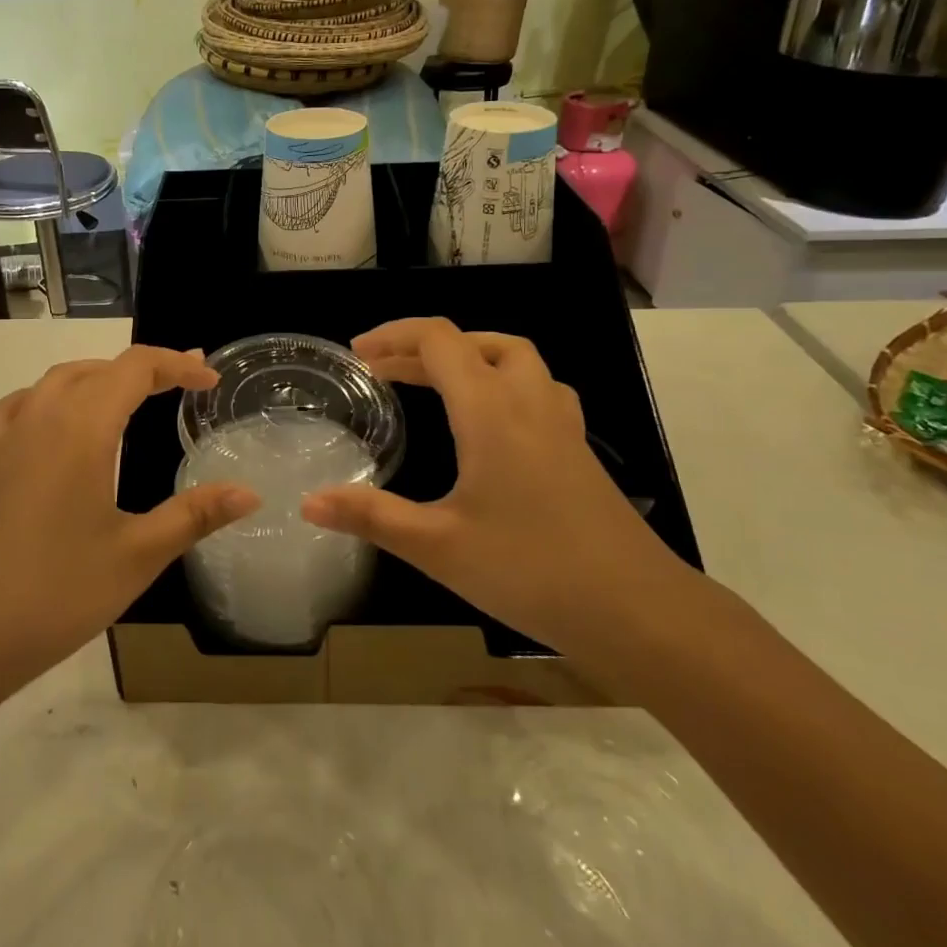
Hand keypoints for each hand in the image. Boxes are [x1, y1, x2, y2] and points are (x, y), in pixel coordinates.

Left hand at [0, 346, 259, 701]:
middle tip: (182, 383)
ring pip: (57, 380)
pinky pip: (22, 405)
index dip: (177, 365)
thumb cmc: (54, 593)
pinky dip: (52, 397)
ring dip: (100, 377)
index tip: (209, 380)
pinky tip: (57, 424)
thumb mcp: (136, 555)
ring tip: (130, 395)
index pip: (135, 369)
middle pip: (98, 368)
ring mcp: (5, 438)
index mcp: (81, 428)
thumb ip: (195, 515)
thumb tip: (250, 492)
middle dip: (144, 368)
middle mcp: (40, 417)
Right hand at [301, 318, 693, 662]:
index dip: (394, 336)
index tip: (358, 354)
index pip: (438, 340)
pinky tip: (494, 422)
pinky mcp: (579, 449)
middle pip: (475, 342)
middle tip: (384, 369)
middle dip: (423, 346)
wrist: (637, 610)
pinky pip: (538, 388)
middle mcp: (528, 401)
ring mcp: (561, 423)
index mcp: (490, 410)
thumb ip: (371, 516)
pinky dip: (504, 382)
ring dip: (470, 355)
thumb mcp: (438, 546)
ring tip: (435, 380)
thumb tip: (308, 502)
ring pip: (515, 358)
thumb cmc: (530, 570)